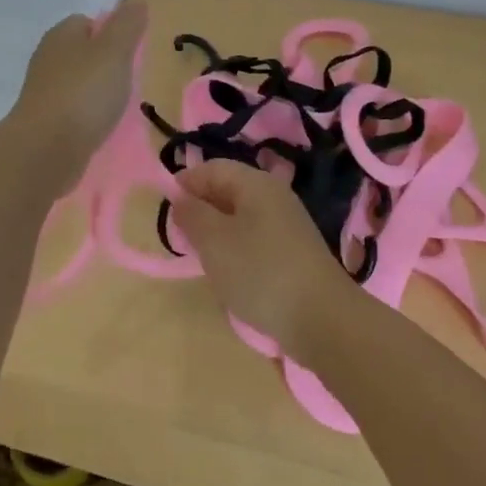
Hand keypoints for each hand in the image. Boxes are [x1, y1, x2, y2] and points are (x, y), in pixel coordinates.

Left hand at [8, 2, 148, 186]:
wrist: (45, 149)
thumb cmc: (83, 93)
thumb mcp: (114, 52)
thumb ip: (127, 26)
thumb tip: (137, 3)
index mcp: (61, 35)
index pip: (87, 22)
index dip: (111, 33)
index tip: (130, 53)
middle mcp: (47, 59)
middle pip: (82, 53)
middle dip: (105, 66)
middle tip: (127, 82)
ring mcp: (43, 91)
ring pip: (77, 83)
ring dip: (96, 93)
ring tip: (116, 108)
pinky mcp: (44, 121)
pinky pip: (72, 111)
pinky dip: (86, 117)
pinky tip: (99, 128)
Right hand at [174, 159, 357, 354]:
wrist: (321, 318)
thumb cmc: (259, 271)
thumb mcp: (214, 240)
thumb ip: (192, 214)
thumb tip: (180, 198)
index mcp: (256, 183)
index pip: (213, 168)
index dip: (186, 182)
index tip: (165, 208)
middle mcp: (274, 196)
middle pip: (228, 190)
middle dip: (201, 208)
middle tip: (180, 236)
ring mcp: (288, 225)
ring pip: (241, 217)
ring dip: (217, 232)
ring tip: (202, 257)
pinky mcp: (294, 252)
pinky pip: (255, 239)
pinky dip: (236, 250)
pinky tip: (230, 273)